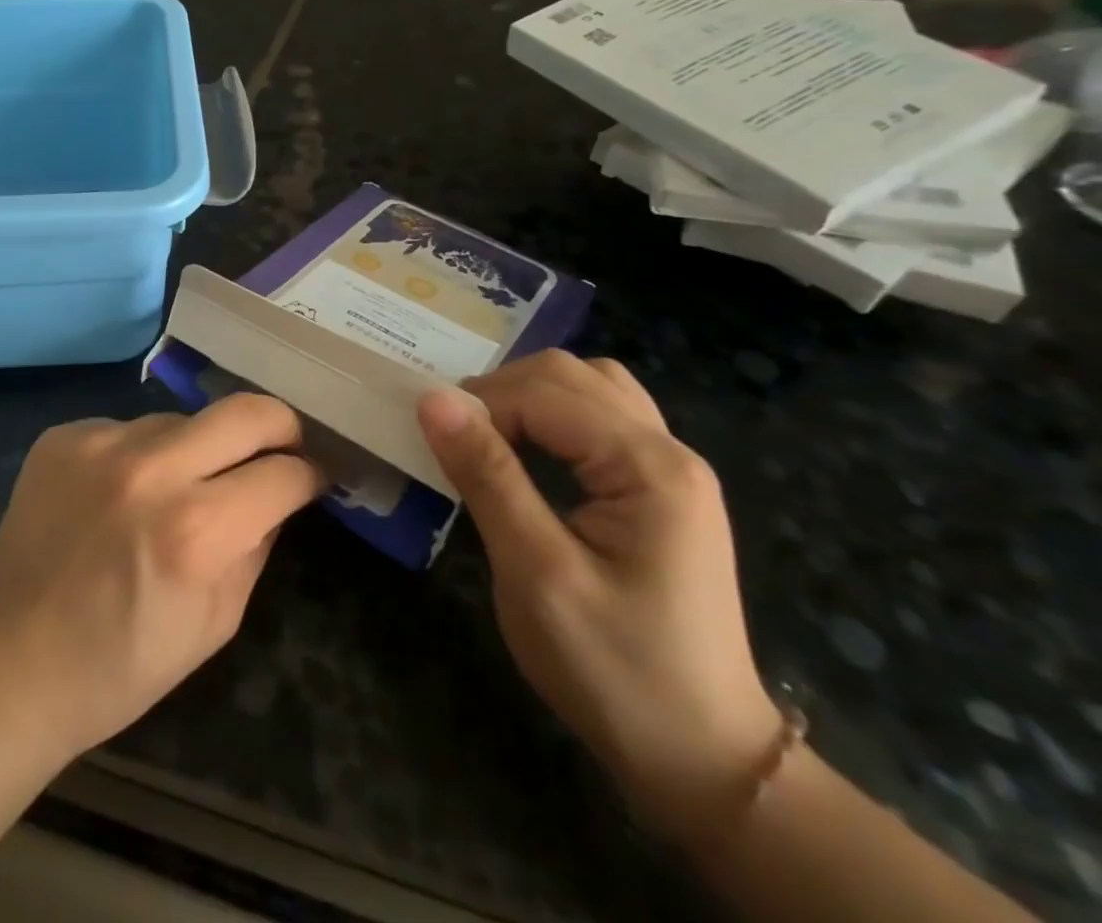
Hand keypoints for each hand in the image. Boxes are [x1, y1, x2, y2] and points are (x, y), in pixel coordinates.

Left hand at [0, 395, 320, 760]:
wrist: (9, 659)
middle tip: (280, 448)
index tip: (313, 477)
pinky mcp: (64, 435)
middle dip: (279, 427)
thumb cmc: (122, 664)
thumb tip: (279, 494)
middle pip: (246, 410)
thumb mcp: (216, 623)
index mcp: (197, 530)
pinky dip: (140, 455)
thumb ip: (257, 545)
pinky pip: (127, 429)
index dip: (311, 475)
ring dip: (197, 448)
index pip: (284, 472)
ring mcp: (100, 443)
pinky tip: (120, 494)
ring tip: (179, 487)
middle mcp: (151, 470)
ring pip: (182, 420)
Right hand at [418, 351, 780, 842]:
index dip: (481, 405)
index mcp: (649, 467)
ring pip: (590, 387)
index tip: (435, 443)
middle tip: (456, 439)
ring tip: (490, 438)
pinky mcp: (662, 491)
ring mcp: (671, 470)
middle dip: (502, 392)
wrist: (704, 760)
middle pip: (571, 375)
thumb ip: (486, 475)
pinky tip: (532, 453)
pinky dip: (556, 418)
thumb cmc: (614, 669)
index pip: (545, 393)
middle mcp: (669, 451)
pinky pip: (603, 420)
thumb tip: (432, 398)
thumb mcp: (535, 572)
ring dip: (530, 398)